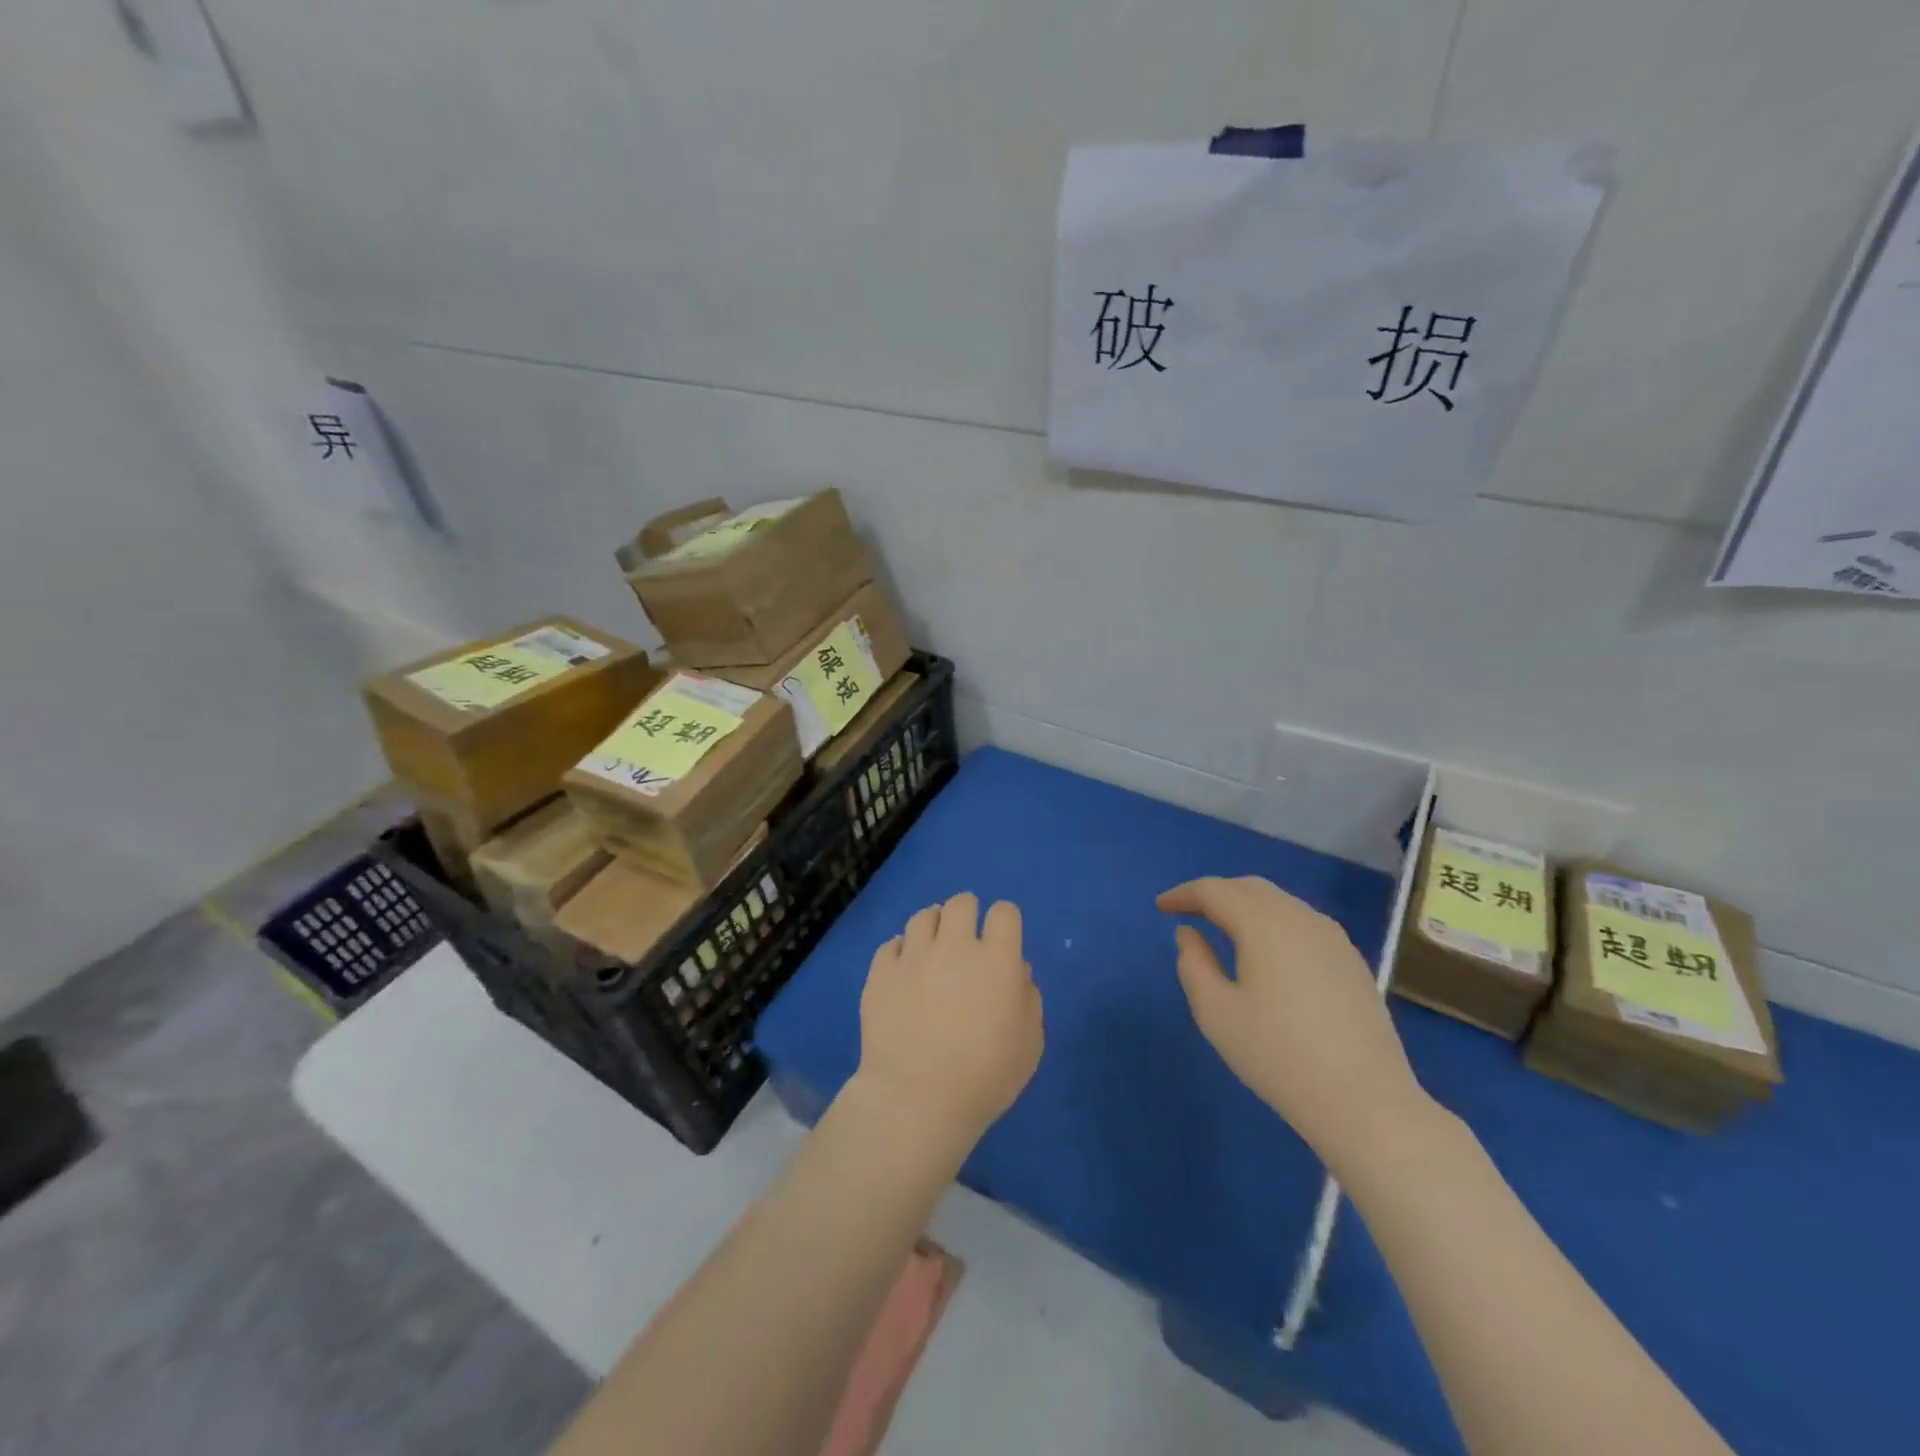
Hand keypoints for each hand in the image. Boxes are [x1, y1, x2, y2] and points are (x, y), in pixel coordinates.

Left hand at [854, 892, 1043, 1148]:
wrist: (917, 1099)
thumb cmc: (985, 1077)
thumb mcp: (1029, 1044)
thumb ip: (1028, 1000)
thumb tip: (1017, 972)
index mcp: (997, 959)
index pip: (1004, 913)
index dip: (1005, 921)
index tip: (1002, 939)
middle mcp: (954, 946)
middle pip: (961, 903)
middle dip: (967, 914)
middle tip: (966, 940)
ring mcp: (913, 956)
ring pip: (923, 916)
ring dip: (933, 927)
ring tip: (932, 949)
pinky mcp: (880, 972)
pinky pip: (891, 945)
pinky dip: (901, 952)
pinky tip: (904, 971)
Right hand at [1157, 876, 1428, 1172]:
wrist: (1366, 1102)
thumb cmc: (1278, 1055)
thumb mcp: (1216, 1013)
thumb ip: (1193, 964)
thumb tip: (1189, 934)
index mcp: (1263, 923)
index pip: (1214, 890)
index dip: (1183, 894)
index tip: (1161, 907)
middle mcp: (1300, 917)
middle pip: (1249, 887)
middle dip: (1215, 894)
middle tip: (1189, 912)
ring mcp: (1333, 937)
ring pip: (1280, 902)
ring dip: (1246, 906)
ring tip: (1224, 929)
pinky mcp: (1352, 961)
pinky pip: (1302, 923)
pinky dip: (1274, 923)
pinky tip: (1268, 952)